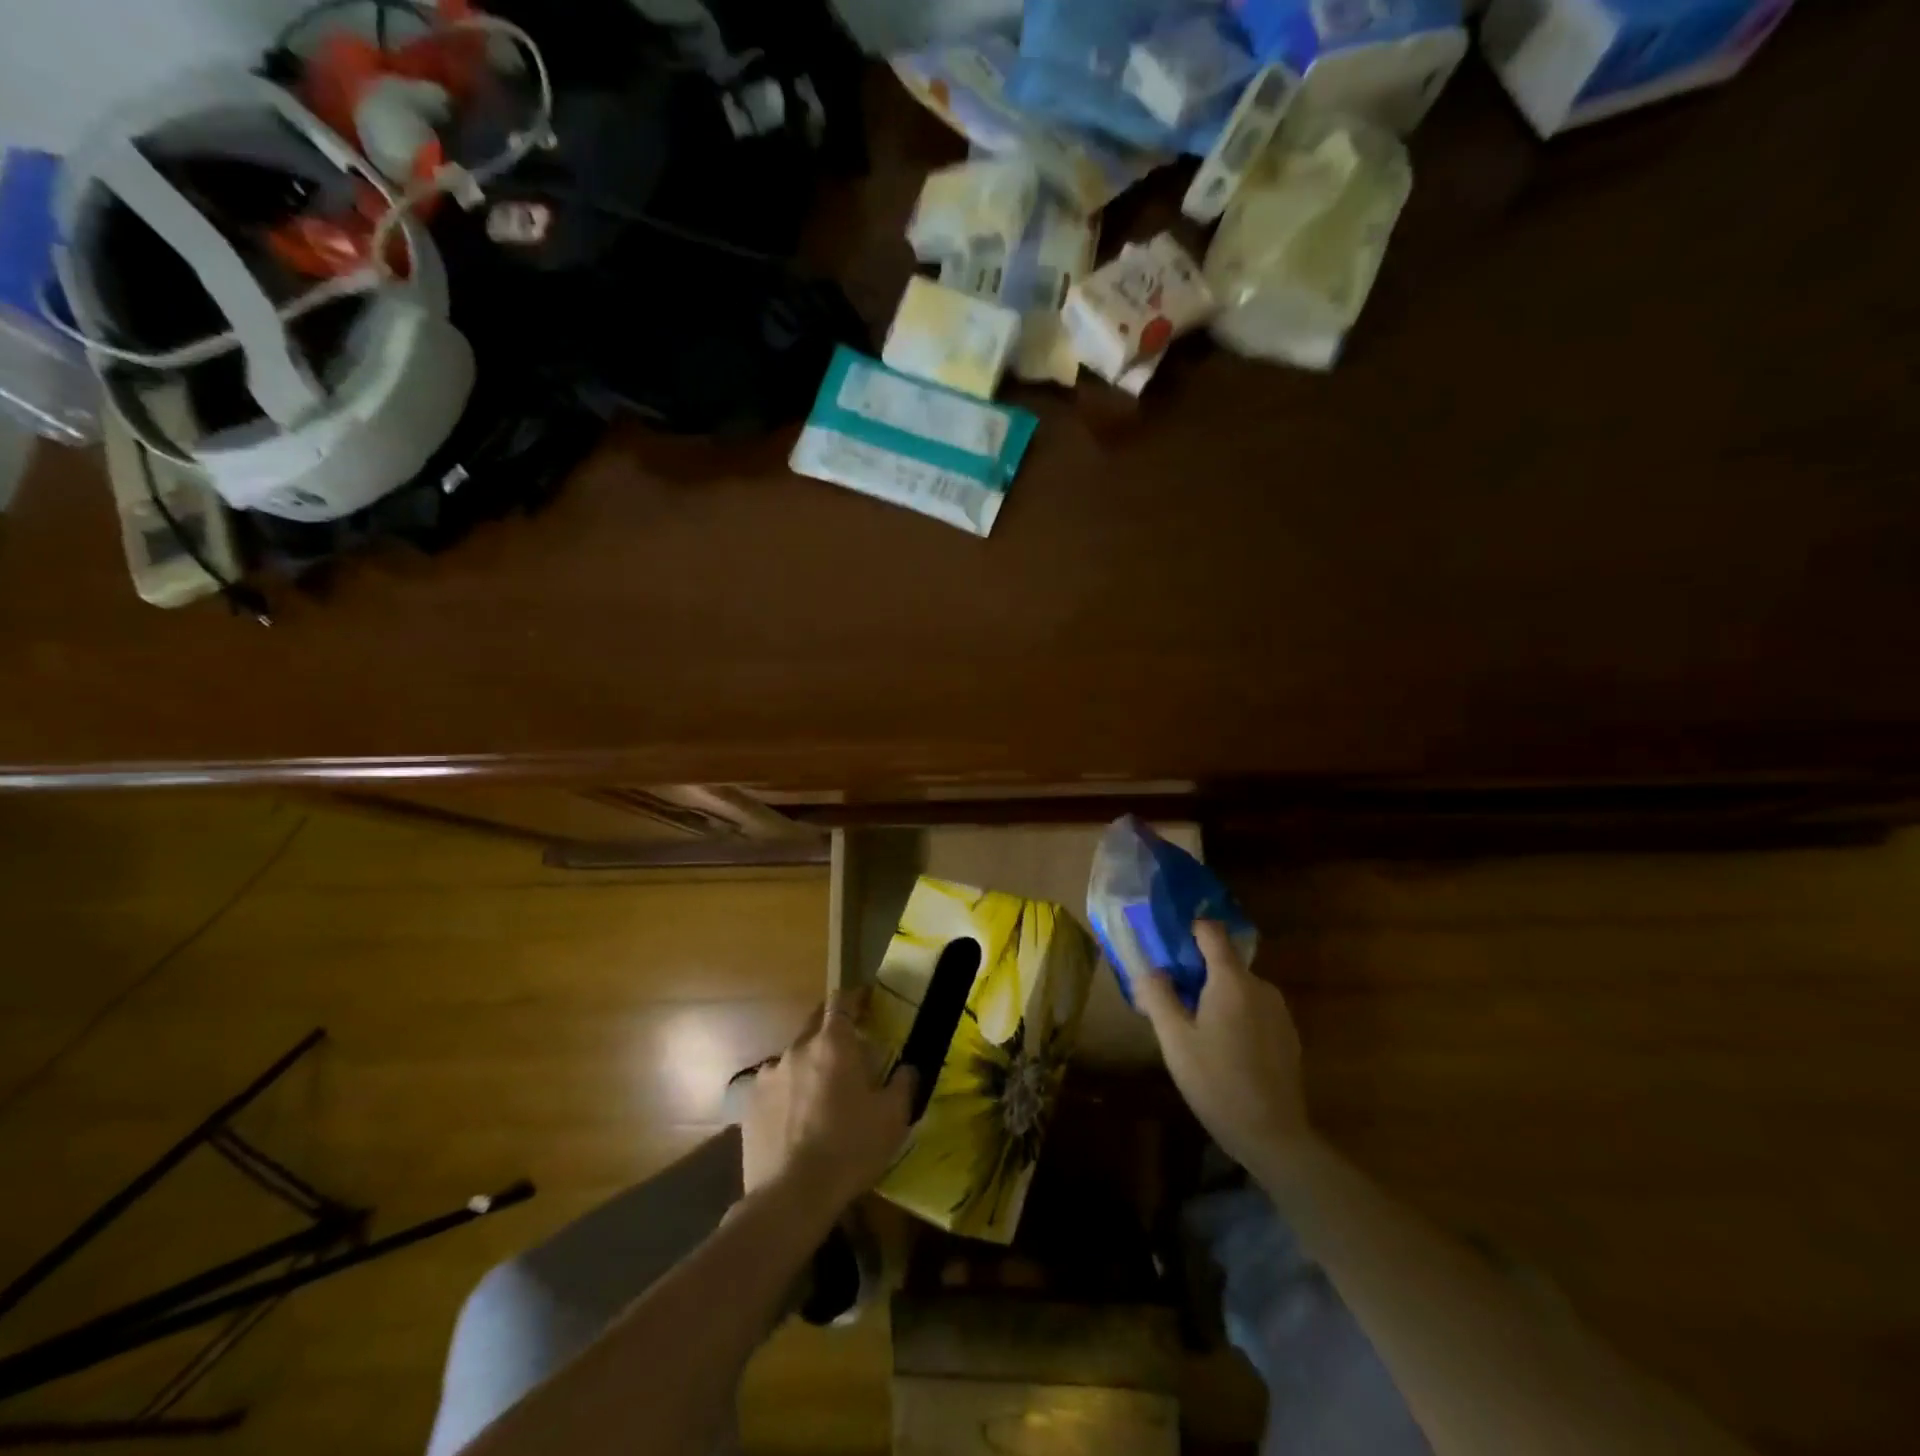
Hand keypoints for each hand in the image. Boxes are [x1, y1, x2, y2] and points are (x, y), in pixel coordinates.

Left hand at [738, 990, 915, 1214]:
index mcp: (833, 1044)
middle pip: (815, 1023)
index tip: (867, 1002)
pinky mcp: (750, 1105)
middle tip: (849, 1050)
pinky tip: (795, 1121)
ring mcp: (768, 1075)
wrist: (791, 1197)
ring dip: (809, 1066)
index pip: (842, 1001)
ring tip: (820, 1096)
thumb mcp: (892, 1118)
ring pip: (794, 1058)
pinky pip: (774, 1088)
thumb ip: (904, 1084)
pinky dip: (787, 1094)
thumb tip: (908, 1068)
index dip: (855, 997)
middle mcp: (797, 1049)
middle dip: (832, 1029)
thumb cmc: (850, 1149)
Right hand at [1137, 921, 1313, 1178]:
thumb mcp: (1175, 1040)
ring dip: (1216, 998)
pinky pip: (1254, 1010)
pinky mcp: (1288, 1035)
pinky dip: (1236, 1017)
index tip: (1168, 945)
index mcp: (1232, 981)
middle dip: (1196, 974)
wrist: (1274, 1137)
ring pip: (1239, 989)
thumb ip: (1158, 996)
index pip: (1211, 932)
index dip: (1189, 931)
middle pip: (1224, 963)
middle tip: (1172, 1002)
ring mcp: (1279, 1011)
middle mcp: (1260, 987)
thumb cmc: (1217, 1082)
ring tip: (1195, 1031)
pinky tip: (1223, 1051)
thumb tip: (1150, 969)